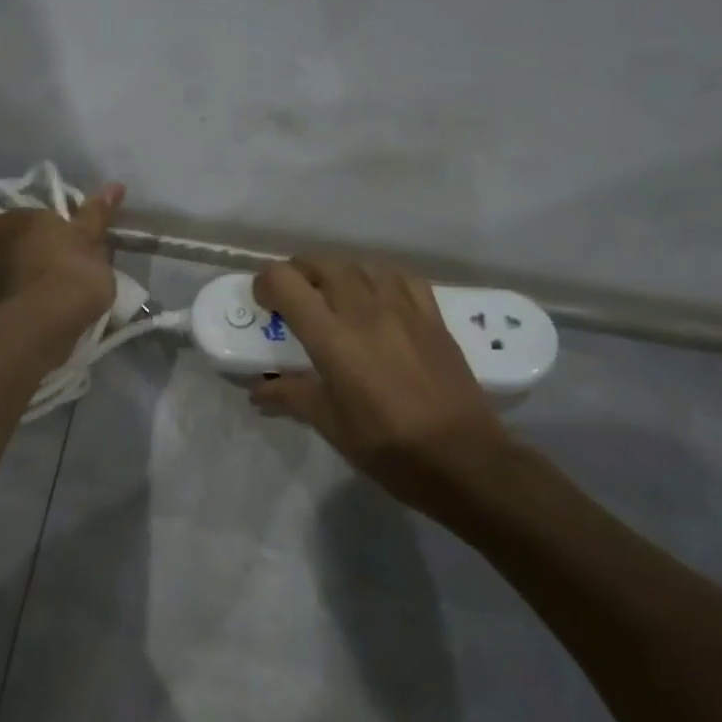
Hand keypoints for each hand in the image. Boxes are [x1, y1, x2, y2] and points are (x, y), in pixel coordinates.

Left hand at [0, 183, 123, 325]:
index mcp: (16, 220)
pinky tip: (39, 313)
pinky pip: (5, 302)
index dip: (18, 229)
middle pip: (0, 246)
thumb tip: (115, 185)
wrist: (48, 322)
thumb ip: (97, 214)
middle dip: (16, 253)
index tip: (40, 239)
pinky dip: (18, 304)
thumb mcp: (90, 239)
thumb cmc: (72, 270)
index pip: (2, 220)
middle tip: (45, 264)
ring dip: (16, 280)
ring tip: (44, 292)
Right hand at [250, 256, 512, 515]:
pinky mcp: (432, 315)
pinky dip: (378, 279)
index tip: (265, 306)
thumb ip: (291, 396)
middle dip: (298, 273)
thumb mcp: (329, 424)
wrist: (463, 458)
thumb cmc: (387, 446)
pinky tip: (378, 300)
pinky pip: (400, 277)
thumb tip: (259, 390)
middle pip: (321, 262)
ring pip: (360, 264)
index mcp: (331, 337)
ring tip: (334, 298)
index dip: (265, 285)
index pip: (284, 281)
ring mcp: (402, 308)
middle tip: (294, 300)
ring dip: (337, 273)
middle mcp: (363, 310)